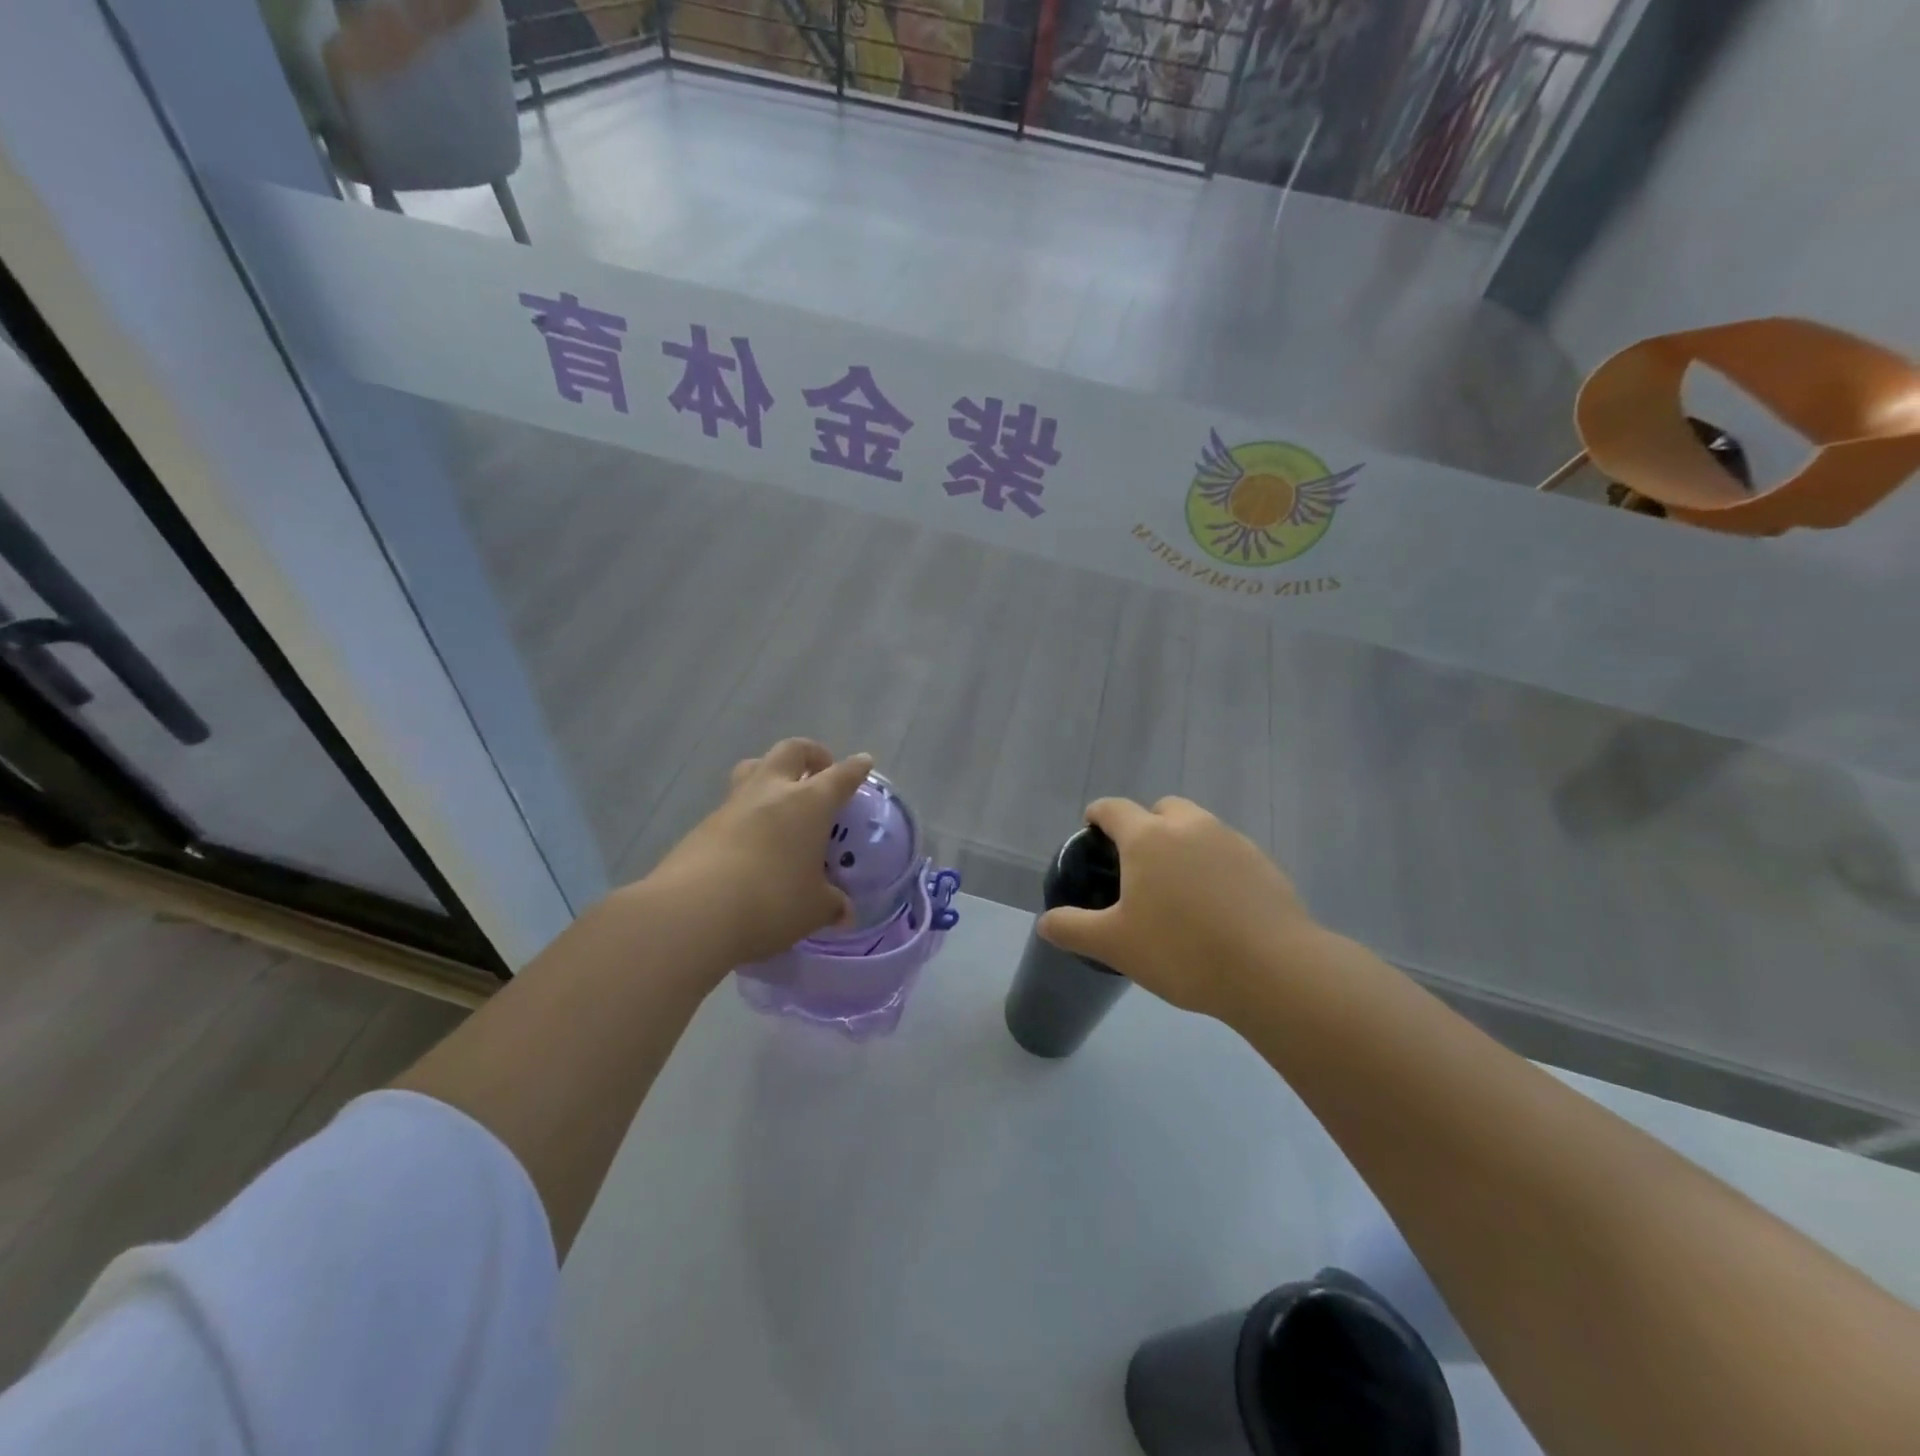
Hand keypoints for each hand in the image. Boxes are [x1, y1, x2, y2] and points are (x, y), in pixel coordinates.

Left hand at [645, 739, 873, 968]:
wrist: (692, 912)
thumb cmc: (771, 902)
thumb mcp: (813, 909)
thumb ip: (831, 905)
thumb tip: (844, 912)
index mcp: (808, 803)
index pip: (840, 776)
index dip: (855, 769)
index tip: (863, 763)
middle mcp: (771, 792)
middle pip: (791, 751)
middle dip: (810, 754)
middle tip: (819, 771)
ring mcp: (732, 805)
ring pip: (753, 770)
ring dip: (770, 775)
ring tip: (781, 800)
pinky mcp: (702, 826)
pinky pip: (732, 806)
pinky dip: (747, 814)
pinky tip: (751, 842)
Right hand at [1037, 796, 1323, 1020]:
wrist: (1273, 970)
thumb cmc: (1181, 950)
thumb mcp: (1115, 945)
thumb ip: (1073, 929)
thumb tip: (1045, 922)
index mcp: (1148, 838)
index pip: (1113, 808)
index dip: (1098, 815)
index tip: (1092, 831)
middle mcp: (1190, 827)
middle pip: (1162, 808)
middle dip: (1147, 825)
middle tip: (1139, 866)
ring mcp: (1232, 841)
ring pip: (1199, 828)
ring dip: (1184, 844)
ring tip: (1180, 890)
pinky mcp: (1264, 864)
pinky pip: (1229, 853)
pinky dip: (1216, 866)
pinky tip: (1218, 907)